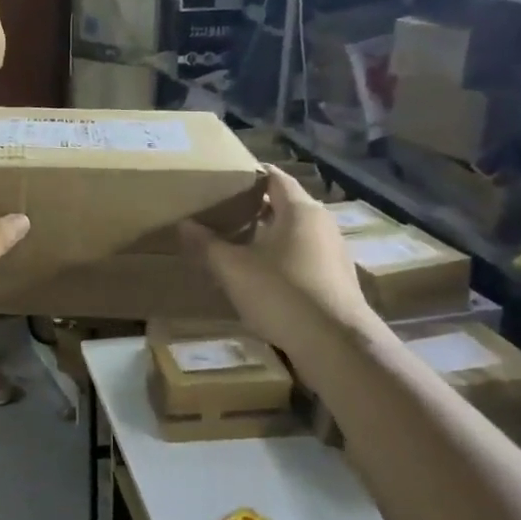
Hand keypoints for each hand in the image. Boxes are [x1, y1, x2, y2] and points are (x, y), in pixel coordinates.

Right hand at [181, 165, 372, 344]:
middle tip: (221, 211)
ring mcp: (333, 252)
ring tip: (235, 242)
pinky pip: (303, 255)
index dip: (250, 174)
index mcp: (300, 210)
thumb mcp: (233, 269)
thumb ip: (207, 244)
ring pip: (294, 232)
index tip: (224, 179)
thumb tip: (184, 223)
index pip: (275, 177)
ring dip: (267, 234)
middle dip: (254, 206)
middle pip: (285, 204)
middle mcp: (321, 223)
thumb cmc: (282, 294)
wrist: (335, 344)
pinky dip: (281, 257)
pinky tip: (260, 275)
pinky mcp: (335, 278)